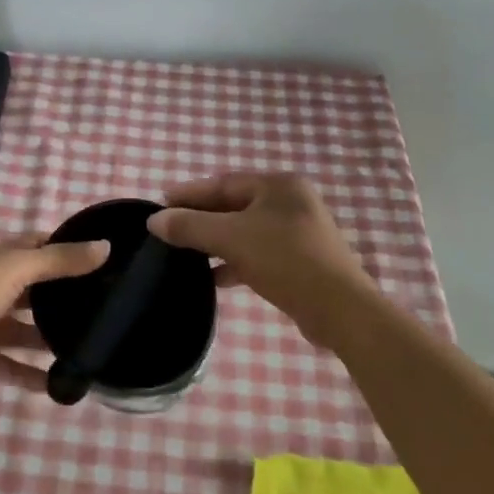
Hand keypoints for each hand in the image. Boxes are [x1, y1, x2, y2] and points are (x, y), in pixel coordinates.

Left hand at [0, 235, 109, 397]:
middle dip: (63, 296)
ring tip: (89, 345)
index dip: (65, 247)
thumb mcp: (17, 269)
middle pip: (34, 290)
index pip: (37, 246)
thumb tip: (106, 247)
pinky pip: (14, 367)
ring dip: (51, 338)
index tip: (102, 255)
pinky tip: (62, 383)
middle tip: (103, 305)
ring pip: (26, 330)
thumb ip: (60, 261)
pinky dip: (34, 375)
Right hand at [147, 172, 376, 348]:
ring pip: (245, 232)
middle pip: (234, 206)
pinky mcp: (300, 261)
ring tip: (184, 255)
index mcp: (278, 186)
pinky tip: (214, 278)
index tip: (160, 203)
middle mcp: (290, 202)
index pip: (223, 183)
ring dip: (216, 243)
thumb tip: (154, 220)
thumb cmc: (285, 260)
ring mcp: (298, 233)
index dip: (190, 193)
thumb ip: (191, 227)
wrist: (339, 309)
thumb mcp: (232, 238)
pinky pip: (258, 253)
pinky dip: (235, 262)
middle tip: (168, 229)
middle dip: (201, 219)